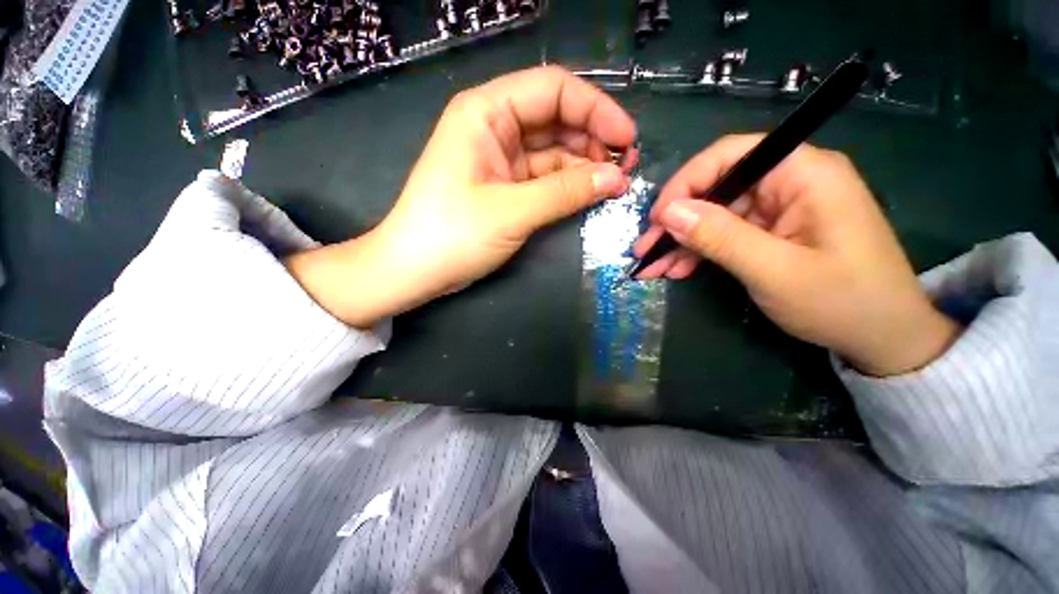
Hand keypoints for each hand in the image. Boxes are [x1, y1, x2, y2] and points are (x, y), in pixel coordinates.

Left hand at [287, 66, 636, 328]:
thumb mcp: (513, 211)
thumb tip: (616, 179)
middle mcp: (494, 127)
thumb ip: (566, 192)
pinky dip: (568, 184)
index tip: (627, 140)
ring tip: (615, 184)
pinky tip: (590, 193)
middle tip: (626, 168)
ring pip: (554, 150)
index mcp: (487, 112)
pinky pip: (545, 176)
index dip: (596, 109)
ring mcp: (501, 158)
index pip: (554, 90)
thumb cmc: (453, 235)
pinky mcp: (505, 186)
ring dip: (584, 164)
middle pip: (557, 118)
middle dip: (594, 139)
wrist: (414, 270)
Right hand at [633, 134, 959, 375]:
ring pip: (715, 215)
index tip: (657, 219)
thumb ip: (720, 237)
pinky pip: (725, 234)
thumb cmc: (841, 302)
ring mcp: (779, 209)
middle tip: (645, 250)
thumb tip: (668, 212)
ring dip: (681, 242)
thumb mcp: (774, 270)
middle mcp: (789, 182)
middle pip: (716, 188)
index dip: (686, 183)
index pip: (729, 155)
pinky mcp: (772, 231)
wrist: (882, 338)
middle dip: (676, 221)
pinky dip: (699, 252)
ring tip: (653, 268)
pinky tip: (677, 270)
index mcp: (803, 173)